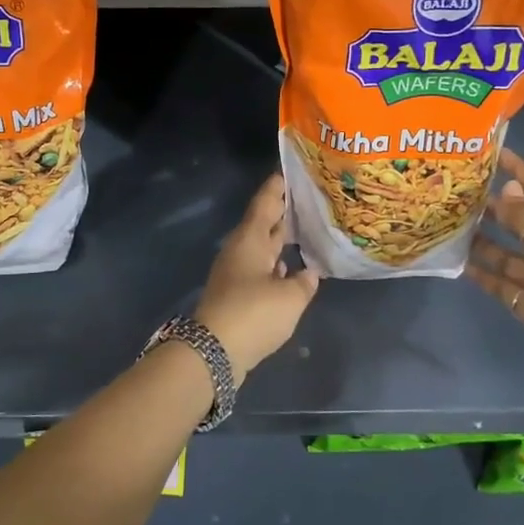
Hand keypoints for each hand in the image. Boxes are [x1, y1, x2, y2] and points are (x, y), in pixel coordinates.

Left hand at [195, 173, 320, 381]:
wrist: (214, 352)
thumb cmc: (253, 313)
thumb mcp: (289, 297)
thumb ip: (304, 282)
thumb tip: (309, 272)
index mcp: (250, 239)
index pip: (265, 203)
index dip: (276, 188)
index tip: (288, 172)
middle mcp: (240, 251)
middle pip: (263, 224)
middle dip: (282, 212)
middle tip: (306, 200)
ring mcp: (236, 274)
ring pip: (261, 248)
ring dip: (280, 240)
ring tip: (305, 231)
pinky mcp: (236, 296)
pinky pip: (260, 270)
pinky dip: (275, 266)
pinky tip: (290, 271)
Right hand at [468, 149, 523, 399]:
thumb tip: (507, 186)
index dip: (520, 170)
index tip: (494, 153)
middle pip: (520, 219)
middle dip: (494, 204)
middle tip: (459, 190)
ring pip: (505, 251)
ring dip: (482, 238)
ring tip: (451, 224)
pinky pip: (500, 281)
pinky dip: (482, 272)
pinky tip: (458, 263)